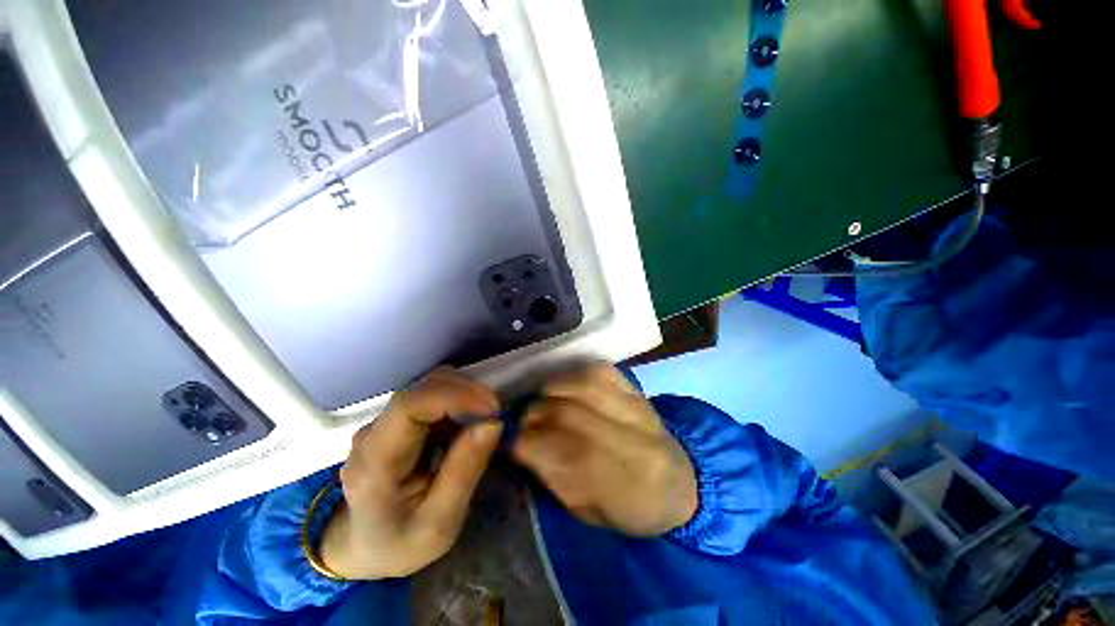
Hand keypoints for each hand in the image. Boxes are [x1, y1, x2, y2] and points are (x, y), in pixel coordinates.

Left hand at [320, 367, 503, 579]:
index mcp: (375, 462)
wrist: (364, 547)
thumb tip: (493, 422)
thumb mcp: (439, 523)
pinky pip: (435, 394)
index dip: (454, 396)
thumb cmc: (400, 543)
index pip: (409, 406)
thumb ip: (464, 471)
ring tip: (489, 416)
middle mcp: (374, 431)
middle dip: (468, 392)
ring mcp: (386, 421)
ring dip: (466, 393)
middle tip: (498, 414)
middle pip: (424, 387)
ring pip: (431, 384)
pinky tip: (473, 420)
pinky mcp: (400, 419)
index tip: (492, 409)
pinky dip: (461, 399)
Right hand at [512, 364, 697, 535]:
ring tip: (542, 402)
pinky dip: (573, 375)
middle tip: (523, 422)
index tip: (510, 443)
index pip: (564, 451)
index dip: (527, 443)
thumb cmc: (632, 507)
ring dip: (551, 390)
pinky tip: (565, 387)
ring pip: (581, 383)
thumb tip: (522, 444)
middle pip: (568, 412)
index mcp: (624, 483)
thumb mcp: (589, 512)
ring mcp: (638, 405)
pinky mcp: (636, 386)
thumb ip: (554, 477)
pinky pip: (597, 370)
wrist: (682, 480)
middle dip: (534, 414)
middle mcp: (634, 438)